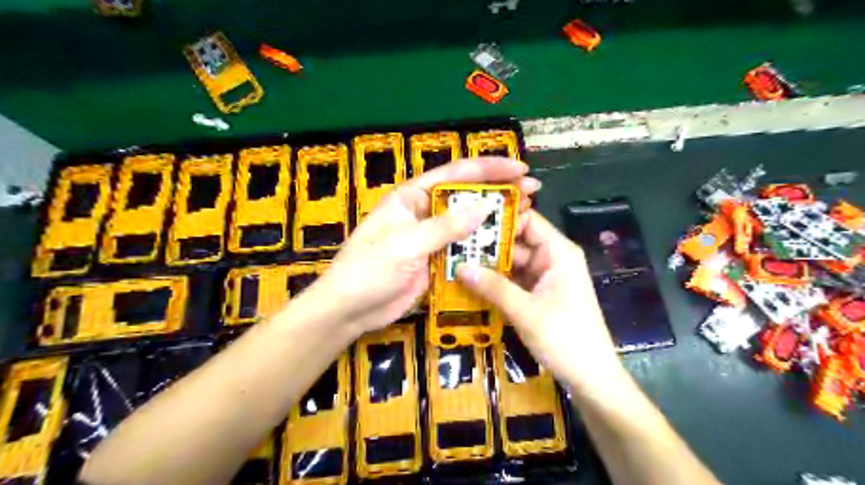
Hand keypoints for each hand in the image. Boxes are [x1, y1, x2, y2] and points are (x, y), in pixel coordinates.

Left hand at [307, 157, 537, 336]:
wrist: (349, 309)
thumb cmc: (369, 269)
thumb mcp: (406, 244)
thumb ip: (445, 226)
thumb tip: (485, 206)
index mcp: (412, 197)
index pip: (455, 174)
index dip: (488, 169)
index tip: (519, 169)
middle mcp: (424, 212)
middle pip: (465, 196)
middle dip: (498, 192)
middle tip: (532, 191)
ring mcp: (431, 237)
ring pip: (467, 223)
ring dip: (494, 220)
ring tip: (526, 216)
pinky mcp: (435, 260)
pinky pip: (463, 248)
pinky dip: (482, 247)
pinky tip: (504, 246)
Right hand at [456, 208, 625, 393]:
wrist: (591, 378)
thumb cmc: (565, 338)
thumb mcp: (525, 311)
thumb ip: (493, 287)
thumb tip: (458, 266)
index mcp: (558, 252)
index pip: (528, 220)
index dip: (500, 216)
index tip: (468, 216)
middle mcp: (551, 259)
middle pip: (516, 242)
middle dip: (487, 243)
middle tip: (452, 241)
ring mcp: (544, 278)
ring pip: (511, 263)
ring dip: (487, 264)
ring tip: (453, 259)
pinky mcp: (538, 295)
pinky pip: (513, 281)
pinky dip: (494, 282)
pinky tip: (469, 281)